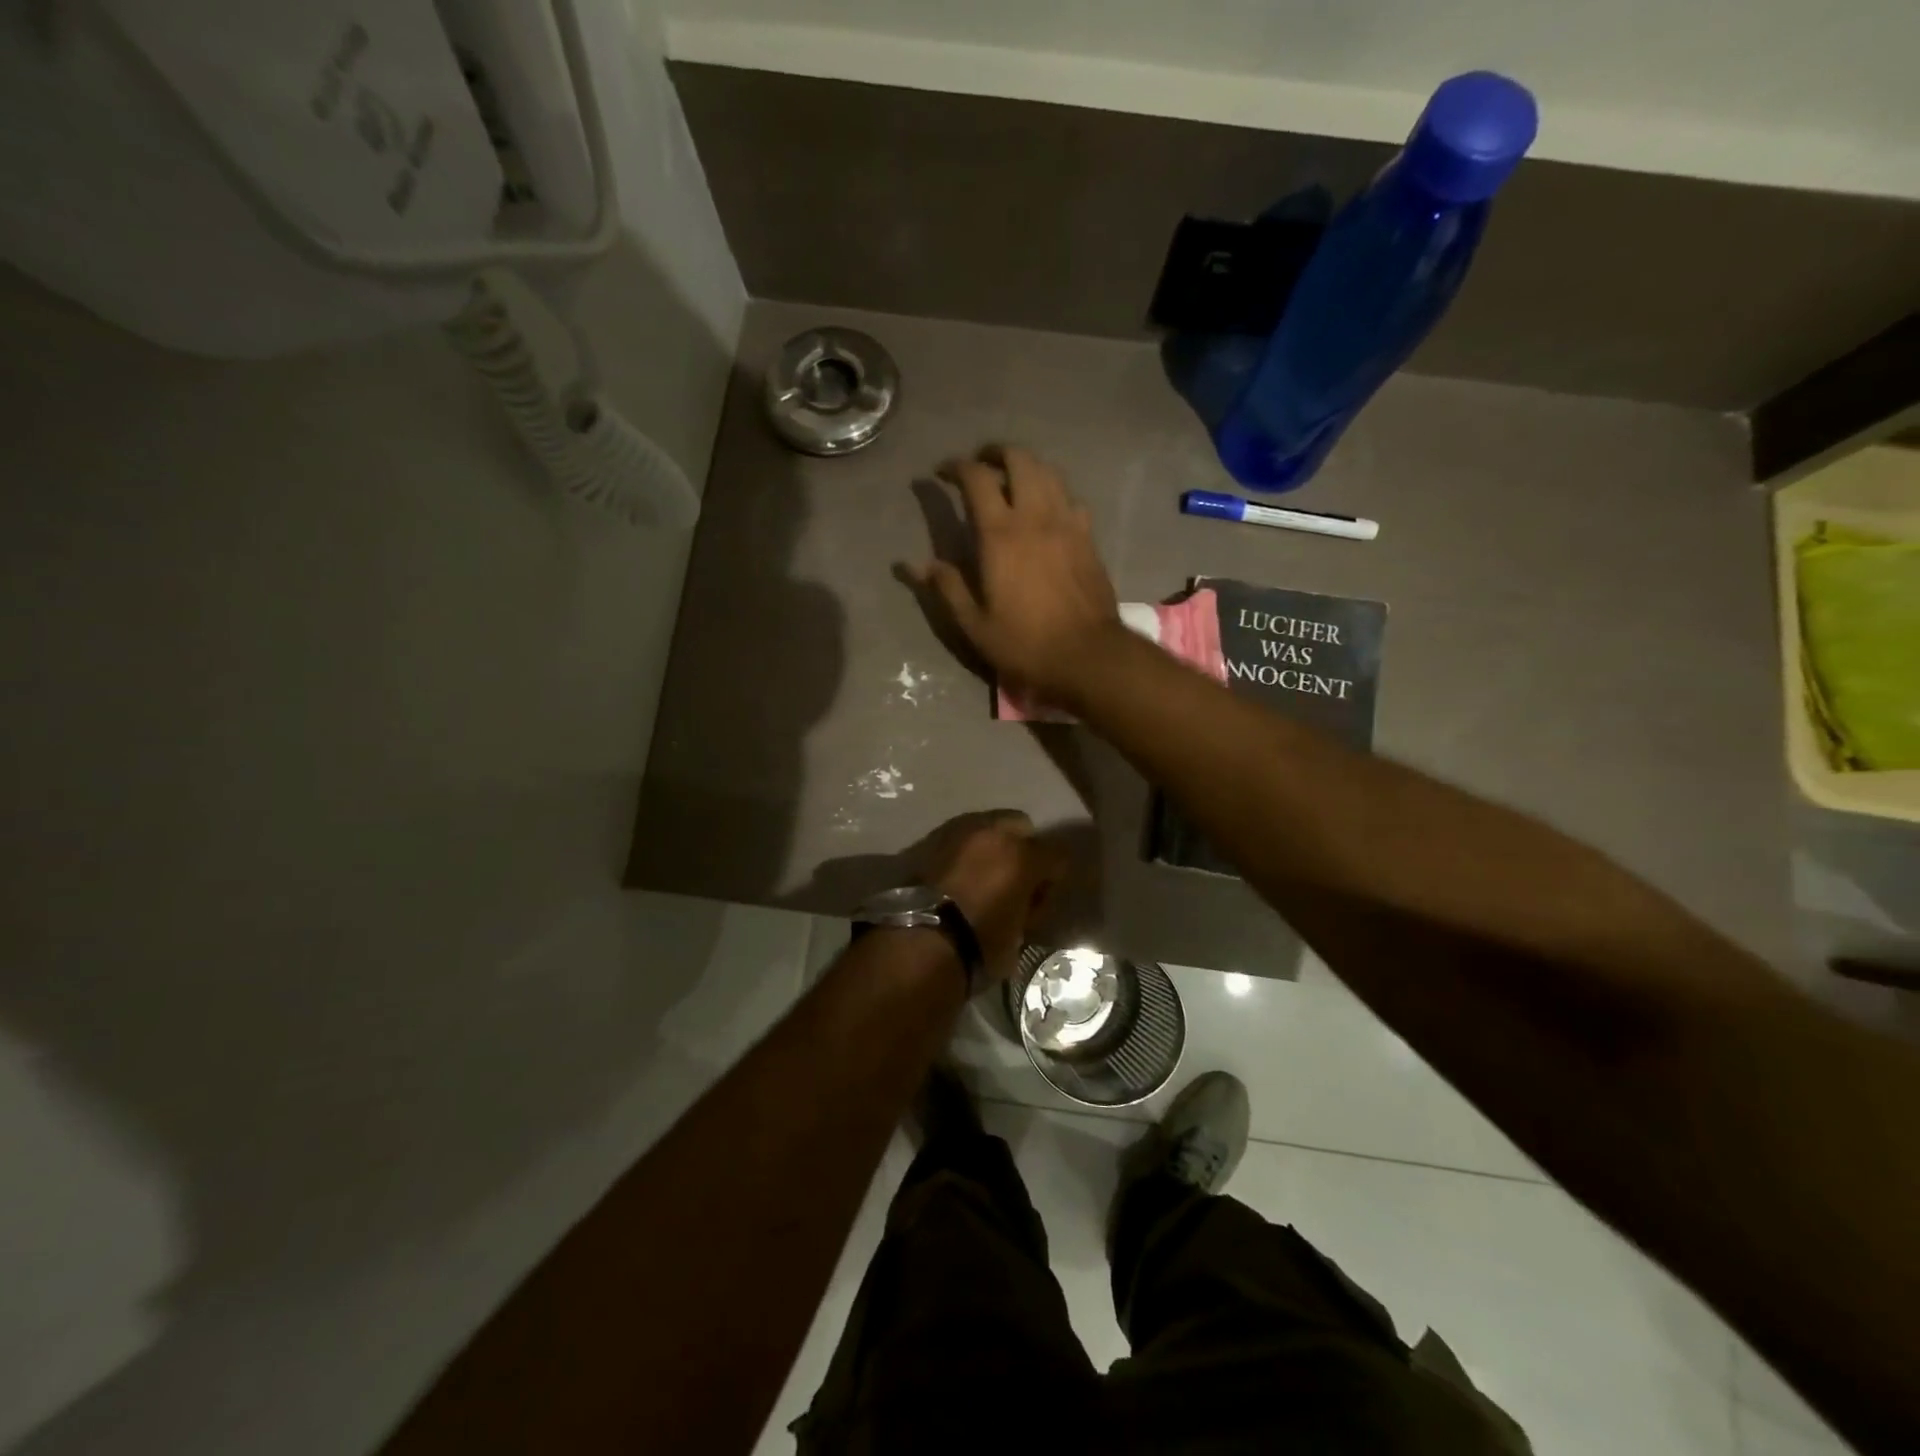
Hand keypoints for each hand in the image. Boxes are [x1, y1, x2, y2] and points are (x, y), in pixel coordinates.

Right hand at [909, 446, 1123, 710]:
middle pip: (1019, 459)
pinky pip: (1070, 498)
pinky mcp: (1088, 537)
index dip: (956, 467)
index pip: (976, 478)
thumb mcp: (975, 624)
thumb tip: (913, 564)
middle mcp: (1035, 517)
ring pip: (1048, 472)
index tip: (941, 473)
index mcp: (1001, 535)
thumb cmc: (1025, 643)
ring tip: (1011, 478)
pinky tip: (1046, 509)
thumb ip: (947, 587)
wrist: (1087, 655)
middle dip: (995, 452)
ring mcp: (1067, 523)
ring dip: (1026, 466)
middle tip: (980, 464)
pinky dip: (1053, 491)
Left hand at [919, 811, 1067, 982]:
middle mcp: (993, 833)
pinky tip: (957, 874)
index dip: (1053, 878)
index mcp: (1022, 856)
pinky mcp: (931, 838)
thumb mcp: (1018, 935)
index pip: (1058, 854)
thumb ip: (1030, 908)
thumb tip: (1026, 904)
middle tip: (1012, 880)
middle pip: (1021, 826)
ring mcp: (959, 830)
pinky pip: (959, 836)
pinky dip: (964, 850)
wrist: (919, 940)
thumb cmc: (978, 945)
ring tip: (981, 875)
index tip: (1040, 899)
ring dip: (991, 845)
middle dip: (1023, 848)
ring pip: (987, 826)